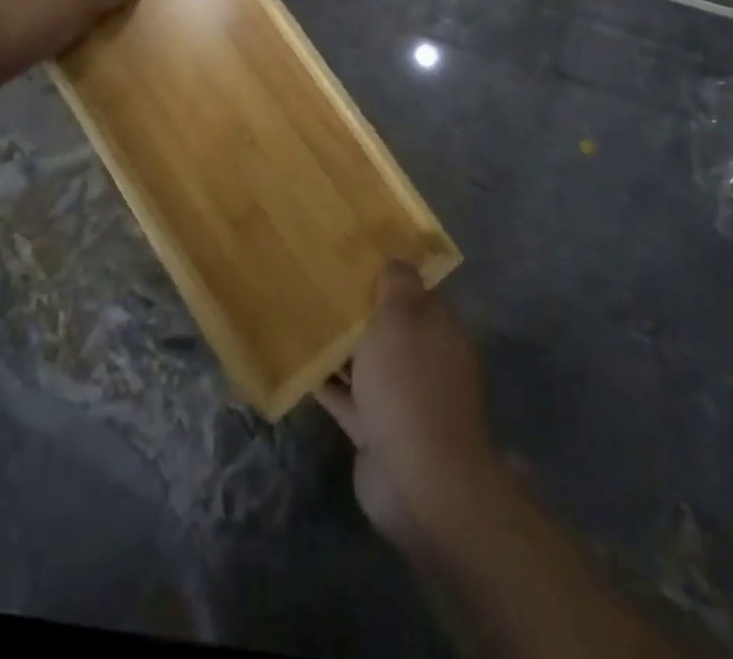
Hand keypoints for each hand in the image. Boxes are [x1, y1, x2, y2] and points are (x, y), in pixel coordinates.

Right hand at [318, 262, 504, 552]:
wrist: (418, 481)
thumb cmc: (409, 384)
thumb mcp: (402, 319)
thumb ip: (396, 285)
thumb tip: (396, 257)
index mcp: (438, 327)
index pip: (414, 289)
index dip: (386, 270)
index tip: (352, 250)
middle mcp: (423, 358)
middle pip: (388, 323)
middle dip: (358, 306)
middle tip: (317, 277)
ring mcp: (400, 396)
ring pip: (365, 359)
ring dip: (339, 343)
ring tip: (299, 312)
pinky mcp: (376, 429)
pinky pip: (347, 396)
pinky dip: (326, 382)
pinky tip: (295, 361)